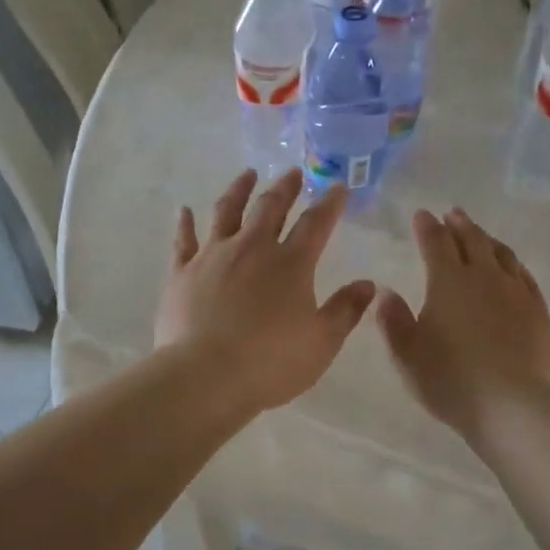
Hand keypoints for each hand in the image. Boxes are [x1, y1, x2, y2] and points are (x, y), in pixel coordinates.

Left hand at [155, 168, 376, 412]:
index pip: (316, 223)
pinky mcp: (182, 273)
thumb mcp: (322, 343)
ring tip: (247, 174)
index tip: (338, 187)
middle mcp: (252, 249)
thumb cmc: (270, 363)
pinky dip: (185, 223)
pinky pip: (184, 240)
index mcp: (291, 264)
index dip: (330, 203)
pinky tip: (184, 210)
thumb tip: (367, 284)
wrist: (204, 376)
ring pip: (227, 212)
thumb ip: (346, 310)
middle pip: (271, 207)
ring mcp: (213, 256)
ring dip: (239, 190)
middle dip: (285, 187)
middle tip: (293, 172)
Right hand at [377, 207, 549, 441]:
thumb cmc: (450, 379)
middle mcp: (484, 277)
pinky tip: (512, 269)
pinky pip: (525, 277)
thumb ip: (393, 320)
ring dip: (487, 239)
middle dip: (459, 224)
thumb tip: (386, 293)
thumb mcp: (406, 355)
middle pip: (472, 240)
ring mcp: (517, 292)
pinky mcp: (539, 312)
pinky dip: (513, 265)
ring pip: (502, 254)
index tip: (422, 215)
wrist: (512, 406)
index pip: (435, 242)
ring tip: (480, 235)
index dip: (427, 227)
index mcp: (448, 281)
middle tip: (452, 214)